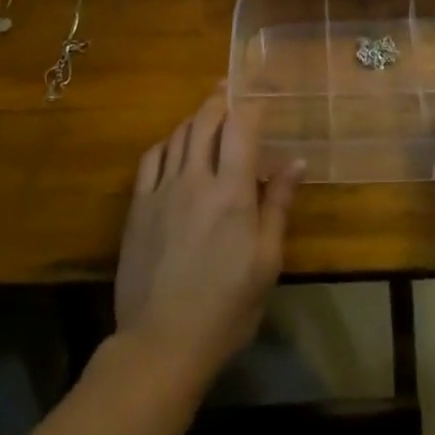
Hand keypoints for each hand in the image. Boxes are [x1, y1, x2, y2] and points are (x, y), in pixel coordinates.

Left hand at [114, 94, 302, 384]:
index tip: (260, 98)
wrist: (162, 343)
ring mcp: (162, 190)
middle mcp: (195, 179)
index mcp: (231, 192)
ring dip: (195, 118)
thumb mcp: (265, 262)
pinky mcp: (138, 206)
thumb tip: (296, 163)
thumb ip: (277, 206)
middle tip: (230, 91)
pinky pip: (151, 158)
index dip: (250, 106)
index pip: (240, 128)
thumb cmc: (226, 308)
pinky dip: (167, 142)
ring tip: (207, 114)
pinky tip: (174, 146)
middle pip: (205, 121)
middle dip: (220, 101)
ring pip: (178, 134)